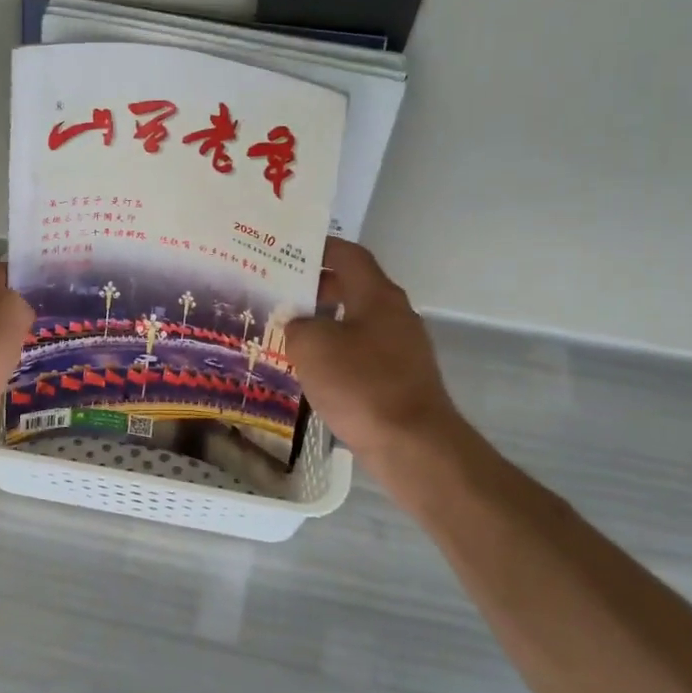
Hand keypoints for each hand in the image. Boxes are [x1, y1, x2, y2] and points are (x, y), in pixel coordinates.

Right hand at [284, 239, 463, 466]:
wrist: (412, 444)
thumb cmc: (360, 384)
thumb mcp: (312, 347)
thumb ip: (297, 326)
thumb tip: (298, 324)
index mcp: (377, 295)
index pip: (349, 256)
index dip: (320, 248)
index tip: (289, 250)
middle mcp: (395, 314)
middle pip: (354, 288)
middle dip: (317, 288)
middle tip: (279, 293)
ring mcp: (402, 349)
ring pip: (357, 323)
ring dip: (326, 323)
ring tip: (288, 332)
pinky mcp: (401, 379)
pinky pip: (363, 354)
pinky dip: (338, 353)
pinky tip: (313, 371)